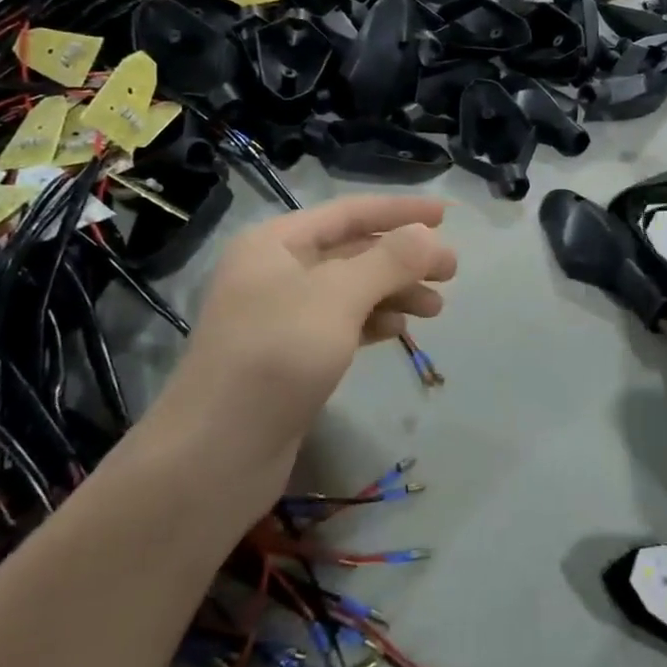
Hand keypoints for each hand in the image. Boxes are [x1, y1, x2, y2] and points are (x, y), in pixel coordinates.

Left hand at [151, 196, 455, 485]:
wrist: (214, 456)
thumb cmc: (275, 358)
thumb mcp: (338, 298)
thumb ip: (388, 260)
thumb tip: (428, 235)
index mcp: (276, 243)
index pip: (349, 212)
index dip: (400, 210)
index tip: (447, 215)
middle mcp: (276, 271)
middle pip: (353, 251)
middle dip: (404, 257)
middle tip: (452, 272)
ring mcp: (281, 317)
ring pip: (351, 290)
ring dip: (394, 292)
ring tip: (436, 308)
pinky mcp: (290, 357)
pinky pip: (342, 324)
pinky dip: (373, 322)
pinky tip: (399, 330)